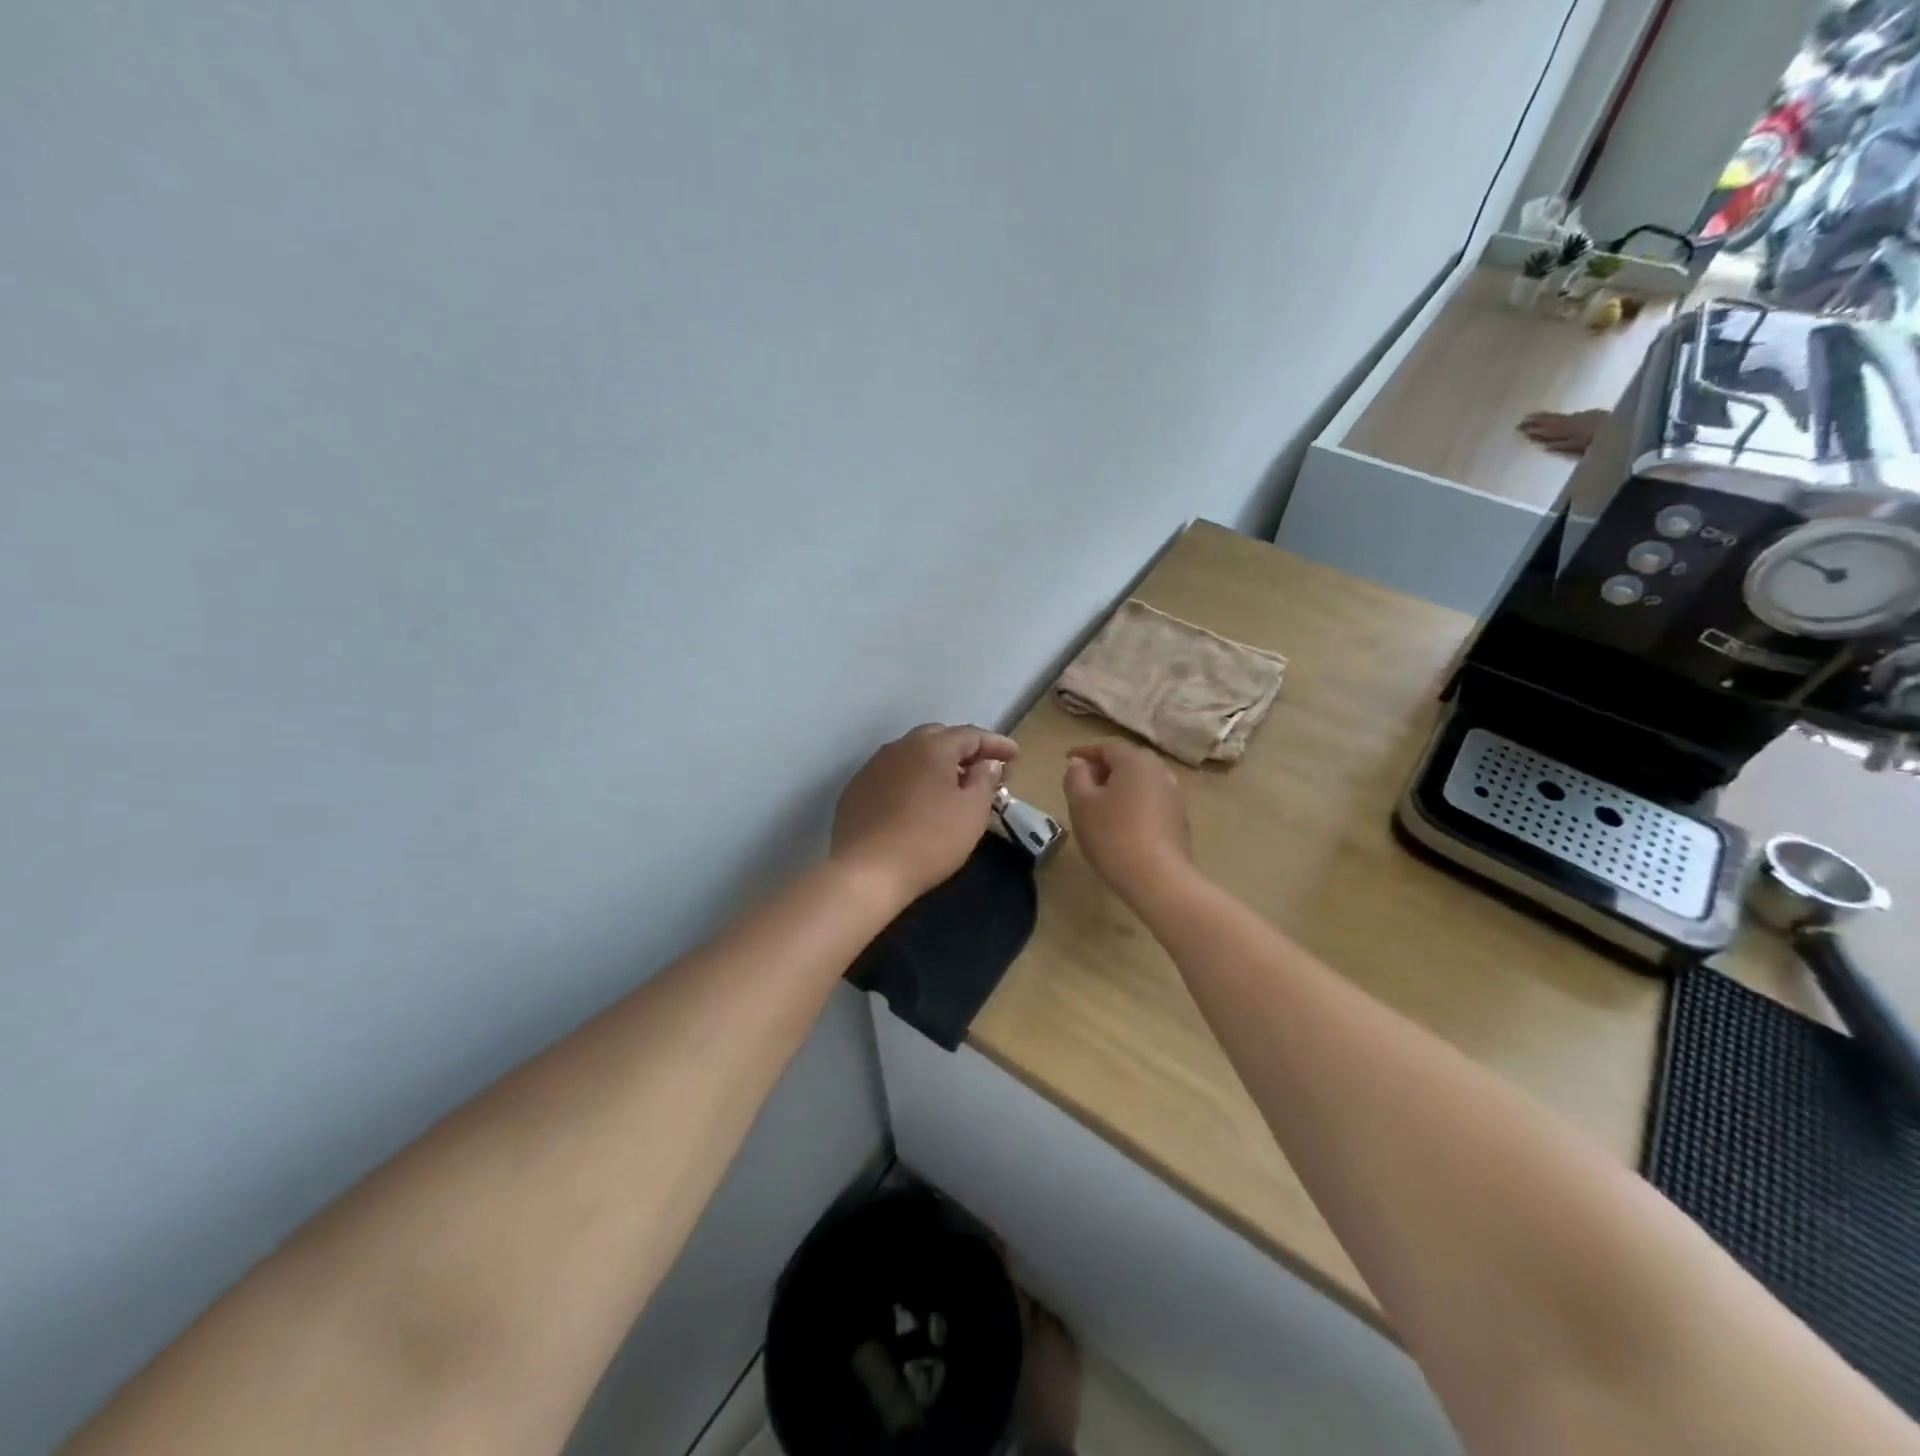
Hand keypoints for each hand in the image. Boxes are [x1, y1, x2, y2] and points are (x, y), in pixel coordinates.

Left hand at [830, 724, 1018, 907]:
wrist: (865, 872)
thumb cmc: (929, 840)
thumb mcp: (972, 812)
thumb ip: (984, 780)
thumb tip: (986, 762)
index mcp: (931, 747)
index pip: (971, 735)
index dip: (996, 744)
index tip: (1015, 756)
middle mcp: (900, 747)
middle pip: (938, 737)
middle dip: (964, 748)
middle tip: (984, 767)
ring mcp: (873, 767)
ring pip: (912, 754)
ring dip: (936, 763)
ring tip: (953, 783)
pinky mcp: (856, 789)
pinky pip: (893, 774)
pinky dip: (913, 779)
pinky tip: (918, 800)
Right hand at [1062, 741, 1192, 903]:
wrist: (1158, 878)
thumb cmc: (1112, 835)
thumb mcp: (1081, 804)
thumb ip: (1076, 777)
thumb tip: (1080, 763)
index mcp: (1135, 761)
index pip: (1107, 746)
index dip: (1084, 752)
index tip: (1067, 761)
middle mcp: (1159, 770)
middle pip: (1127, 760)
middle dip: (1104, 767)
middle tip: (1083, 782)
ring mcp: (1174, 794)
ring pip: (1141, 780)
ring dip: (1120, 786)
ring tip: (1101, 804)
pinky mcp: (1179, 818)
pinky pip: (1151, 799)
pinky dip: (1134, 802)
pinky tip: (1122, 823)